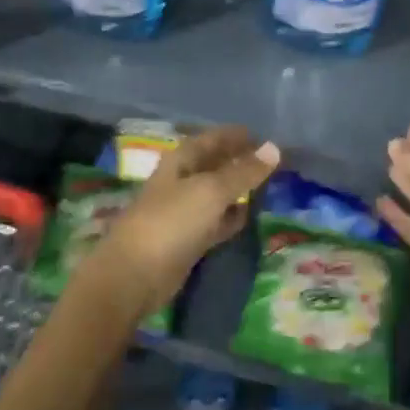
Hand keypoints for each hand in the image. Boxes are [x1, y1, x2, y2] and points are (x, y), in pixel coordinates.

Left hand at [83, 126, 280, 313]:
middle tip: (272, 162)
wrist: (136, 273)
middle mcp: (181, 182)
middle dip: (239, 161)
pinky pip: (215, 221)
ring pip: (216, 194)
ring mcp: (183, 212)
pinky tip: (249, 216)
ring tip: (268, 186)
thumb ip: (243, 171)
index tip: (263, 136)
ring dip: (238, 190)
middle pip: (214, 165)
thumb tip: (274, 148)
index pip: (211, 139)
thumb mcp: (211, 191)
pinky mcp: (188, 240)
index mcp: (180, 161)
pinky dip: (231, 217)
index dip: (235, 136)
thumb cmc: (172, 221)